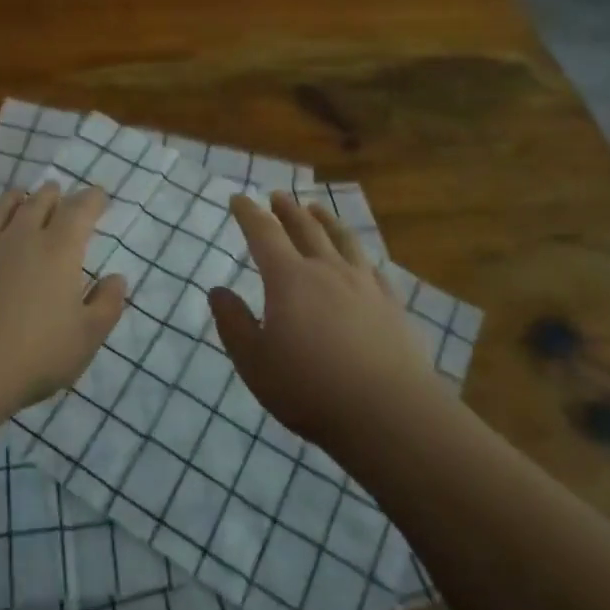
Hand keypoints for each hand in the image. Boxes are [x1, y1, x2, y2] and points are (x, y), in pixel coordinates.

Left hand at [0, 183, 126, 414]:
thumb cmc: (32, 356)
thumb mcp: (85, 339)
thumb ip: (106, 305)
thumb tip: (117, 278)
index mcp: (58, 250)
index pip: (79, 211)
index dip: (92, 200)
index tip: (99, 196)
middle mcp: (21, 237)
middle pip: (39, 203)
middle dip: (53, 195)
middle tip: (58, 192)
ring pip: (1, 209)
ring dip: (15, 199)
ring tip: (20, 195)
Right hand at [208, 192, 432, 452]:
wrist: (389, 413)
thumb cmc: (310, 388)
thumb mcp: (255, 362)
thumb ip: (233, 323)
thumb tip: (218, 291)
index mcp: (289, 279)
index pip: (263, 233)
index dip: (248, 213)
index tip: (239, 198)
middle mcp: (327, 270)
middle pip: (305, 227)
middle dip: (287, 209)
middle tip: (278, 196)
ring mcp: (364, 284)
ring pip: (342, 239)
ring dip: (325, 220)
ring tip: (317, 209)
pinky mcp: (392, 304)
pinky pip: (372, 267)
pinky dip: (359, 255)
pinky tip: (360, 260)